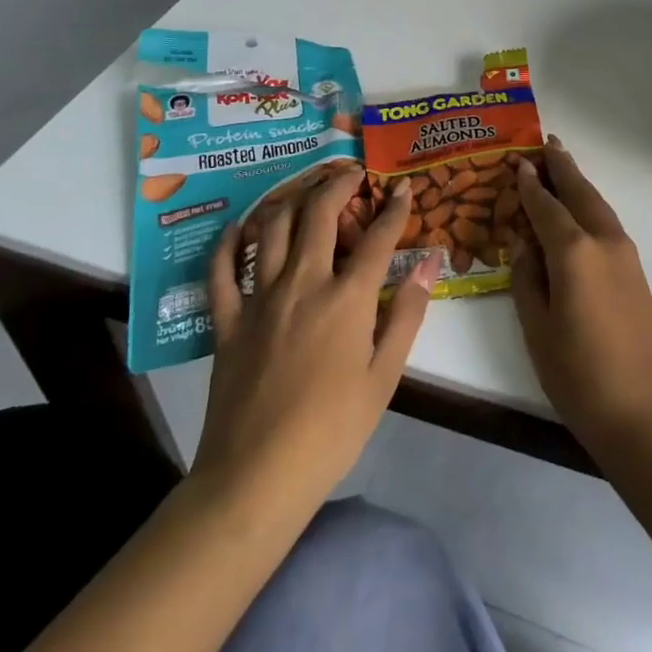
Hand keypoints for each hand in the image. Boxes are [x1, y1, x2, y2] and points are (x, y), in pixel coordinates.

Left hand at [193, 170, 438, 521]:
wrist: (255, 478)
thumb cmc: (332, 431)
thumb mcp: (384, 377)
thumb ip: (408, 314)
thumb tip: (429, 264)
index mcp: (347, 299)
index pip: (377, 238)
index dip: (395, 209)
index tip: (405, 188)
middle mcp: (303, 284)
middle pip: (320, 215)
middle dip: (339, 185)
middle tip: (352, 172)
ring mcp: (260, 299)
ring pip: (274, 229)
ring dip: (293, 199)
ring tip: (307, 190)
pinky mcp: (227, 321)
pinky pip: (223, 270)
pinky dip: (230, 242)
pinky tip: (241, 226)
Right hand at [511, 136, 651, 462]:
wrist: (646, 415)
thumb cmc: (579, 376)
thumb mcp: (537, 329)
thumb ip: (526, 279)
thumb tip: (523, 245)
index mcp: (574, 251)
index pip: (545, 206)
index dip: (529, 184)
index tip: (518, 162)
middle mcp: (603, 241)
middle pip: (580, 192)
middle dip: (562, 166)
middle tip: (546, 142)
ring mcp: (626, 255)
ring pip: (598, 205)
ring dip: (579, 183)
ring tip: (561, 165)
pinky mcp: (637, 273)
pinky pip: (608, 224)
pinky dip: (590, 206)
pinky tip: (581, 211)